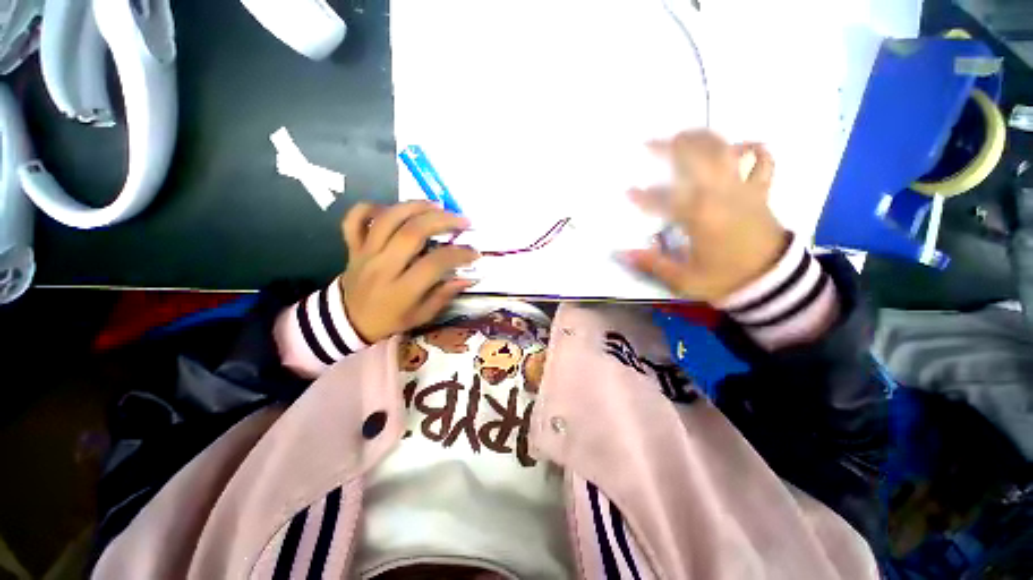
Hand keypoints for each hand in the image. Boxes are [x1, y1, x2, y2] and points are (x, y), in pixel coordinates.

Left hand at [339, 201, 479, 342]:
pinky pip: (355, 218)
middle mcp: (383, 267)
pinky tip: (394, 209)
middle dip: (443, 221)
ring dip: (416, 206)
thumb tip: (468, 277)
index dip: (459, 254)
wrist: (348, 321)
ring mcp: (365, 253)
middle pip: (413, 232)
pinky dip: (372, 207)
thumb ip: (444, 296)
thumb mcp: (421, 316)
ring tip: (438, 206)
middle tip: (463, 221)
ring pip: (388, 219)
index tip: (475, 253)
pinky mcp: (353, 246)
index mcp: (402, 290)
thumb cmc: (390, 319)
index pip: (434, 264)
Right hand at [623, 130, 787, 302]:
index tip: (627, 192)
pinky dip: (754, 149)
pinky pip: (763, 162)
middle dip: (671, 148)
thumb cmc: (724, 280)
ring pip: (725, 151)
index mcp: (700, 217)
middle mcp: (721, 195)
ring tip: (684, 135)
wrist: (772, 283)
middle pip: (696, 159)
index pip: (664, 199)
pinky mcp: (760, 192)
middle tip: (650, 143)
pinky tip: (741, 146)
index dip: (643, 196)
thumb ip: (652, 264)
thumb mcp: (683, 279)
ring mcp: (743, 189)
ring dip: (703, 139)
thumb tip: (622, 253)